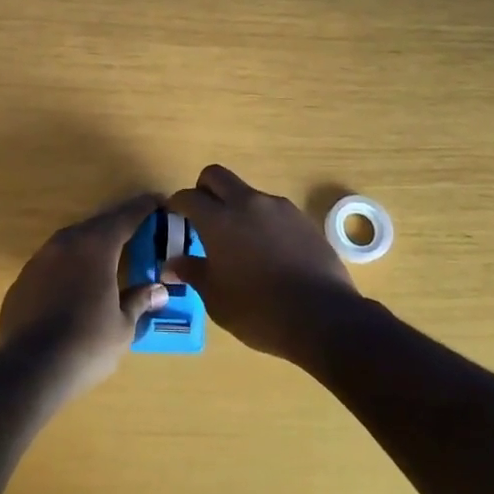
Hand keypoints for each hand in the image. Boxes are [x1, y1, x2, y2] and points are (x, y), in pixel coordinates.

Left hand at [0, 193, 168, 398]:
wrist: (28, 370)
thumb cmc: (86, 345)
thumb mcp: (123, 326)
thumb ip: (140, 301)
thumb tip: (159, 290)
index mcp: (96, 247)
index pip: (125, 217)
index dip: (144, 208)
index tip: (159, 201)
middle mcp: (66, 243)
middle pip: (98, 225)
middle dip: (119, 225)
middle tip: (139, 229)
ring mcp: (40, 259)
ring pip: (73, 241)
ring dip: (93, 244)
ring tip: (110, 256)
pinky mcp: (23, 280)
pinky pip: (54, 262)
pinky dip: (70, 265)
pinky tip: (77, 284)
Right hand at [166, 165, 363, 361]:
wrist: (322, 317)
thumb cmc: (258, 311)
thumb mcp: (216, 298)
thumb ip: (193, 273)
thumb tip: (171, 264)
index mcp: (219, 220)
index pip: (188, 197)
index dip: (177, 204)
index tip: (174, 217)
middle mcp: (247, 203)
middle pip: (217, 176)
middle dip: (204, 189)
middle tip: (203, 217)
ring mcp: (279, 208)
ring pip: (248, 193)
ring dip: (237, 207)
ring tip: (240, 242)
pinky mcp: (303, 219)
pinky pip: (274, 211)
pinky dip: (263, 222)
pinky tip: (269, 252)